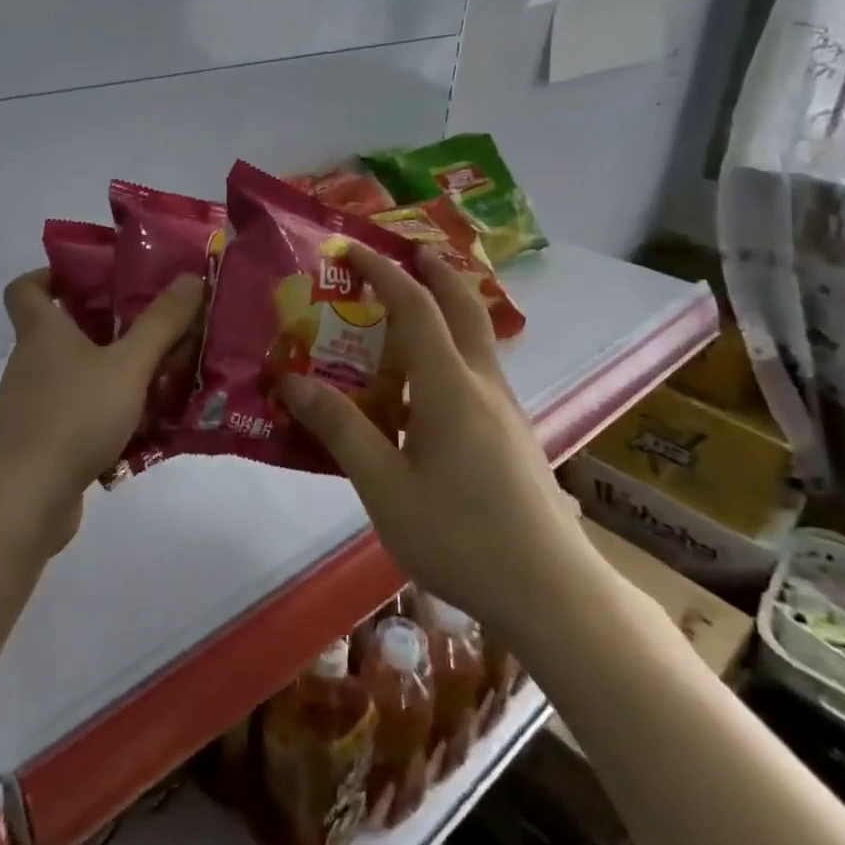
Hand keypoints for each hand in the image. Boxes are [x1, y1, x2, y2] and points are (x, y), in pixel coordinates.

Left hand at [0, 268, 204, 555]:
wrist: (24, 499)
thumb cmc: (73, 415)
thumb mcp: (128, 365)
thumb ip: (161, 323)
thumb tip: (190, 277)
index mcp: (43, 332)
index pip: (26, 288)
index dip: (51, 274)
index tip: (91, 277)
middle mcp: (33, 363)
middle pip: (66, 331)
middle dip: (110, 326)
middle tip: (154, 324)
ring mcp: (37, 406)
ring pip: (81, 376)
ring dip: (119, 374)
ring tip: (166, 375)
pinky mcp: (47, 443)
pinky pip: (84, 416)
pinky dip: (113, 416)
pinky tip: (151, 427)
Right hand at [279, 245, 592, 640]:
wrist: (553, 596)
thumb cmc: (460, 536)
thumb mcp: (384, 486)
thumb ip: (340, 429)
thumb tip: (291, 383)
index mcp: (449, 387)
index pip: (415, 306)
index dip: (382, 271)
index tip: (352, 248)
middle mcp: (483, 385)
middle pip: (464, 308)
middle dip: (435, 273)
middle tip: (405, 252)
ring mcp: (505, 411)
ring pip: (476, 341)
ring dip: (446, 312)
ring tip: (405, 318)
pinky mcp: (513, 437)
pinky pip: (477, 375)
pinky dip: (450, 355)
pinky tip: (425, 393)